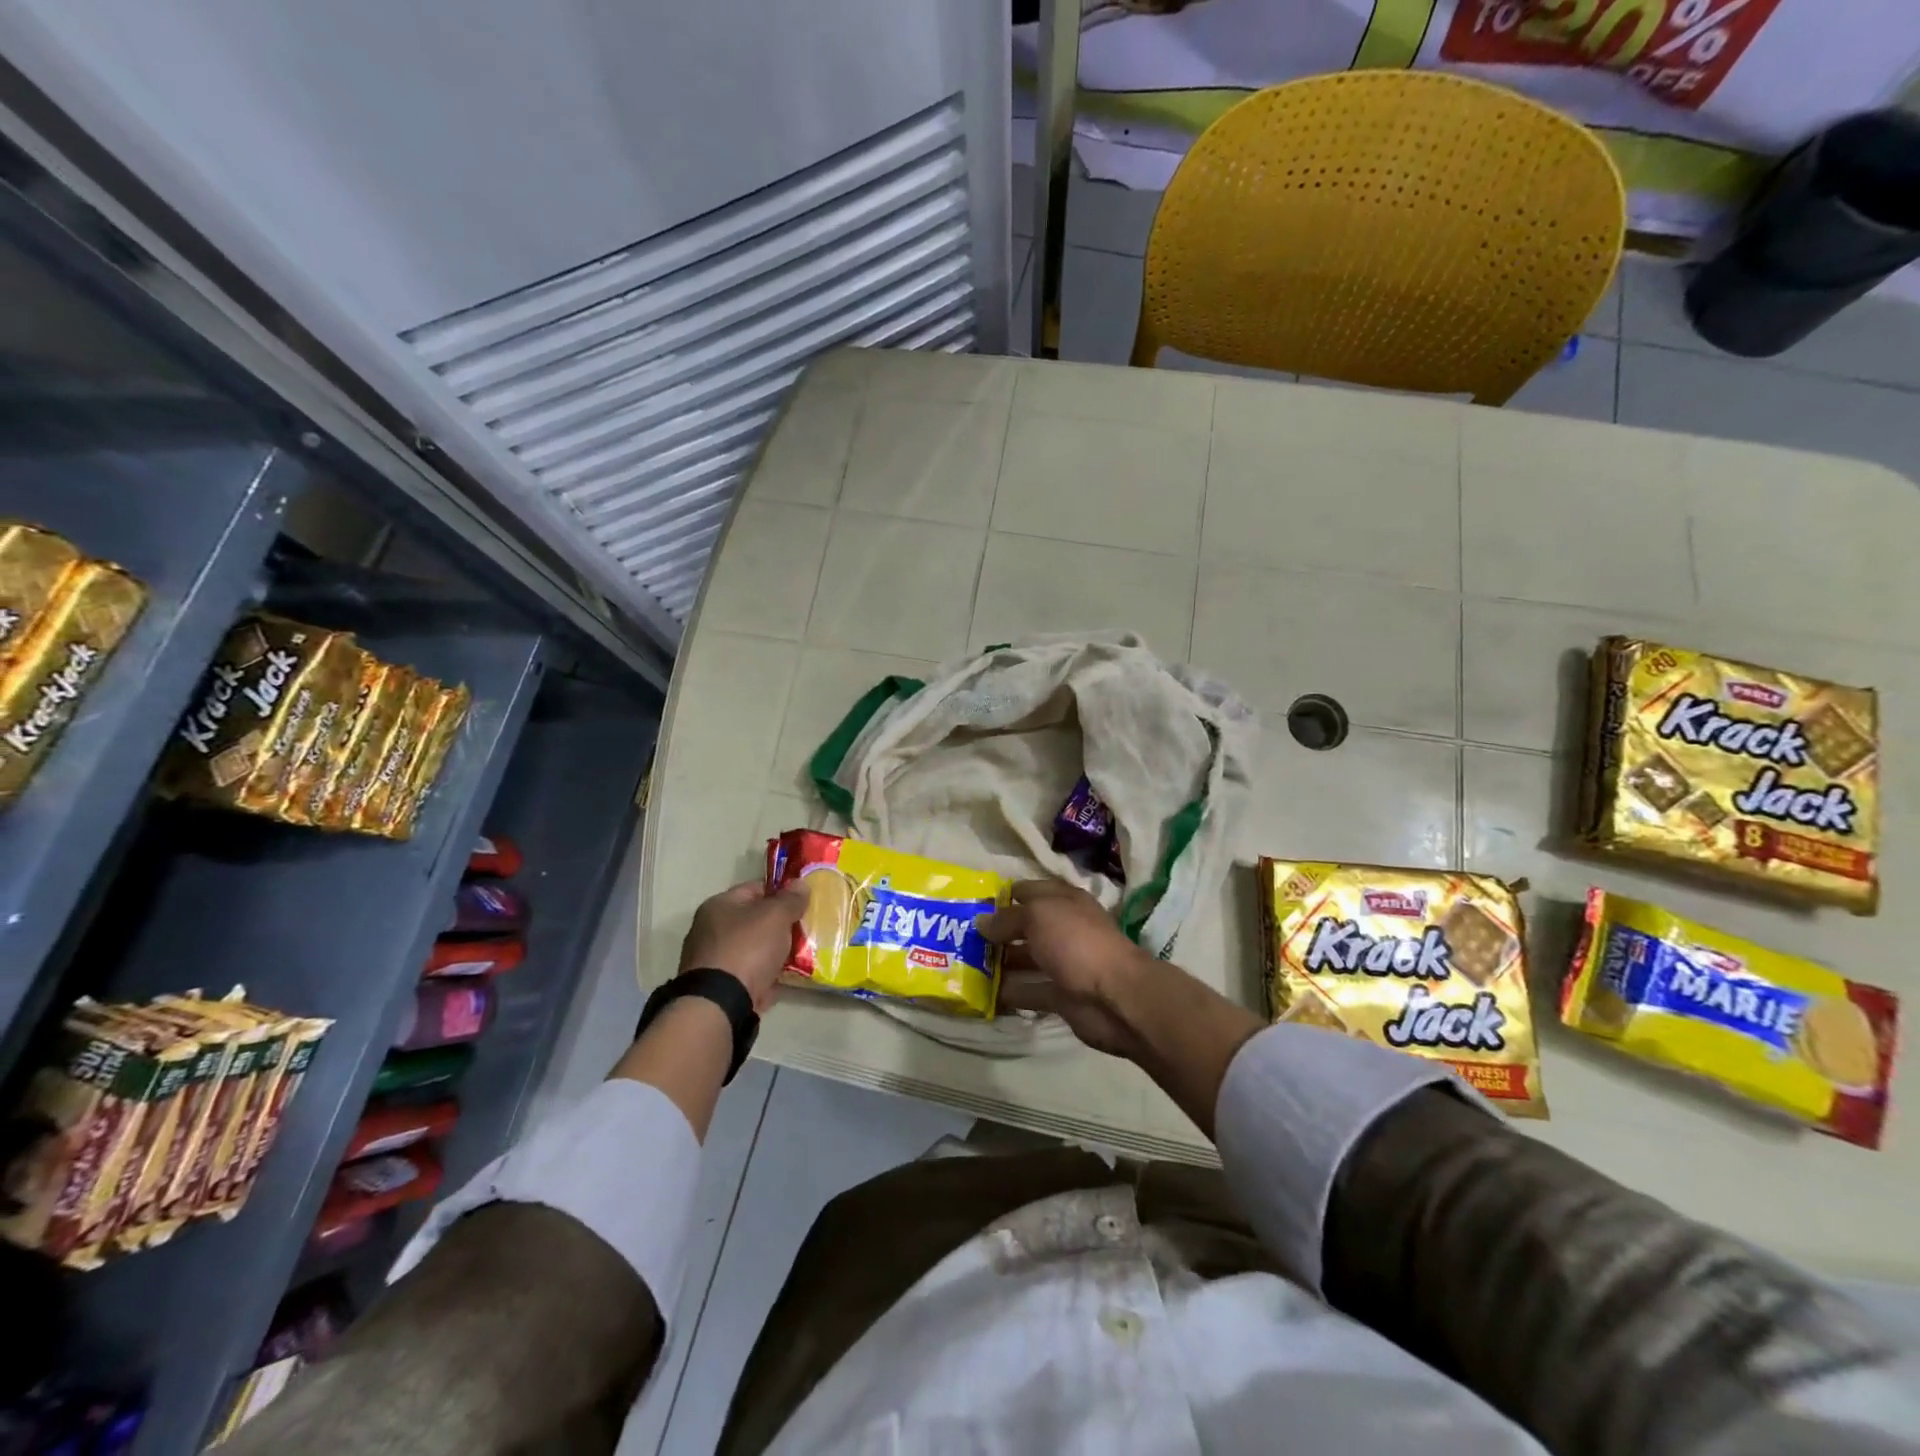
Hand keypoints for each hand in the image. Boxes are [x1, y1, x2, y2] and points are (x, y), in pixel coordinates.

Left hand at [679, 880, 808, 1013]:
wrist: (720, 1004)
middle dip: (780, 926)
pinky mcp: (719, 988)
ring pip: (754, 950)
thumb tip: (800, 883)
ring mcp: (713, 961)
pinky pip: (751, 975)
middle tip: (805, 931)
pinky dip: (767, 976)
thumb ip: (790, 899)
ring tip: (801, 956)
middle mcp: (710, 930)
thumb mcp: (775, 916)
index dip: (781, 893)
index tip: (803, 903)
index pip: (756, 889)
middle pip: (755, 921)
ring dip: (775, 953)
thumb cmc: (747, 948)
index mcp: (719, 906)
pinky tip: (785, 978)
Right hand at [978, 879, 1159, 1058]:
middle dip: (996, 931)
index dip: (1002, 896)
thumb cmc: (1076, 942)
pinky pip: (1029, 991)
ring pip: (1025, 959)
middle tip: (959, 938)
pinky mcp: (1060, 995)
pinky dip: (1009, 993)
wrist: (1115, 996)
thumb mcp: (1037, 916)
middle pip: (1024, 926)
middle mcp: (1063, 929)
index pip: (1028, 891)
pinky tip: (982, 994)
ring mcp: (1063, 963)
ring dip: (999, 963)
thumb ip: (1007, 918)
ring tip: (964, 966)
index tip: (971, 905)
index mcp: (1063, 901)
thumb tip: (981, 922)